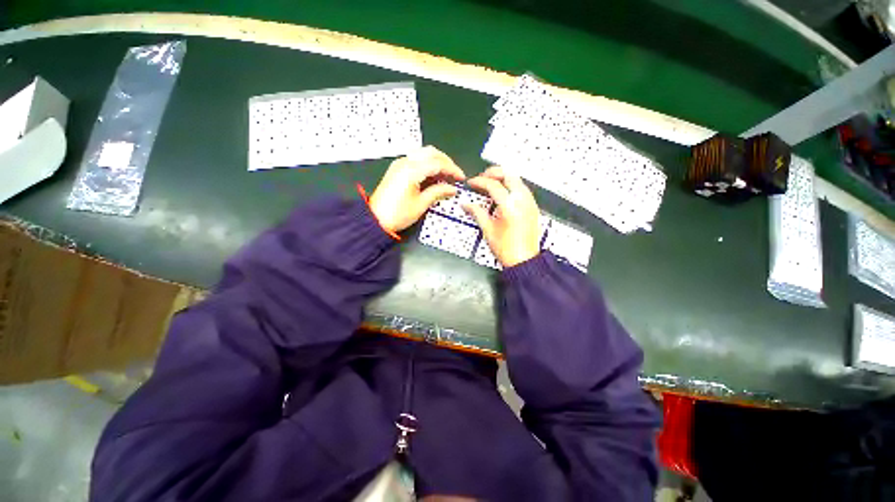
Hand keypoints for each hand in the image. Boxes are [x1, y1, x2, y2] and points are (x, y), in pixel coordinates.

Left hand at [369, 146, 465, 232]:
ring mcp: (400, 164)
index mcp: (412, 170)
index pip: (438, 163)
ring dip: (437, 161)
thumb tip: (452, 189)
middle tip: (455, 174)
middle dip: (446, 161)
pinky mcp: (397, 169)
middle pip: (431, 152)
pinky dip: (427, 164)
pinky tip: (433, 176)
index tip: (461, 178)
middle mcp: (405, 162)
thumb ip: (438, 192)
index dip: (452, 169)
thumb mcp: (421, 204)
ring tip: (446, 176)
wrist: (375, 219)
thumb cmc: (398, 214)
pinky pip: (416, 160)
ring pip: (423, 154)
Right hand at [463, 166, 540, 266]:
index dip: (480, 181)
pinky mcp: (533, 207)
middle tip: (482, 178)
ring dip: (503, 178)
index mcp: (510, 206)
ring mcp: (530, 202)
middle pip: (509, 175)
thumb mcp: (488, 229)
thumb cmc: (506, 248)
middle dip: (494, 173)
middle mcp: (522, 200)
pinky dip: (511, 185)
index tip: (471, 183)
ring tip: (491, 184)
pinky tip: (503, 193)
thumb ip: (477, 212)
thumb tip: (466, 204)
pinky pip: (522, 188)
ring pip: (517, 179)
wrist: (524, 260)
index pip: (493, 185)